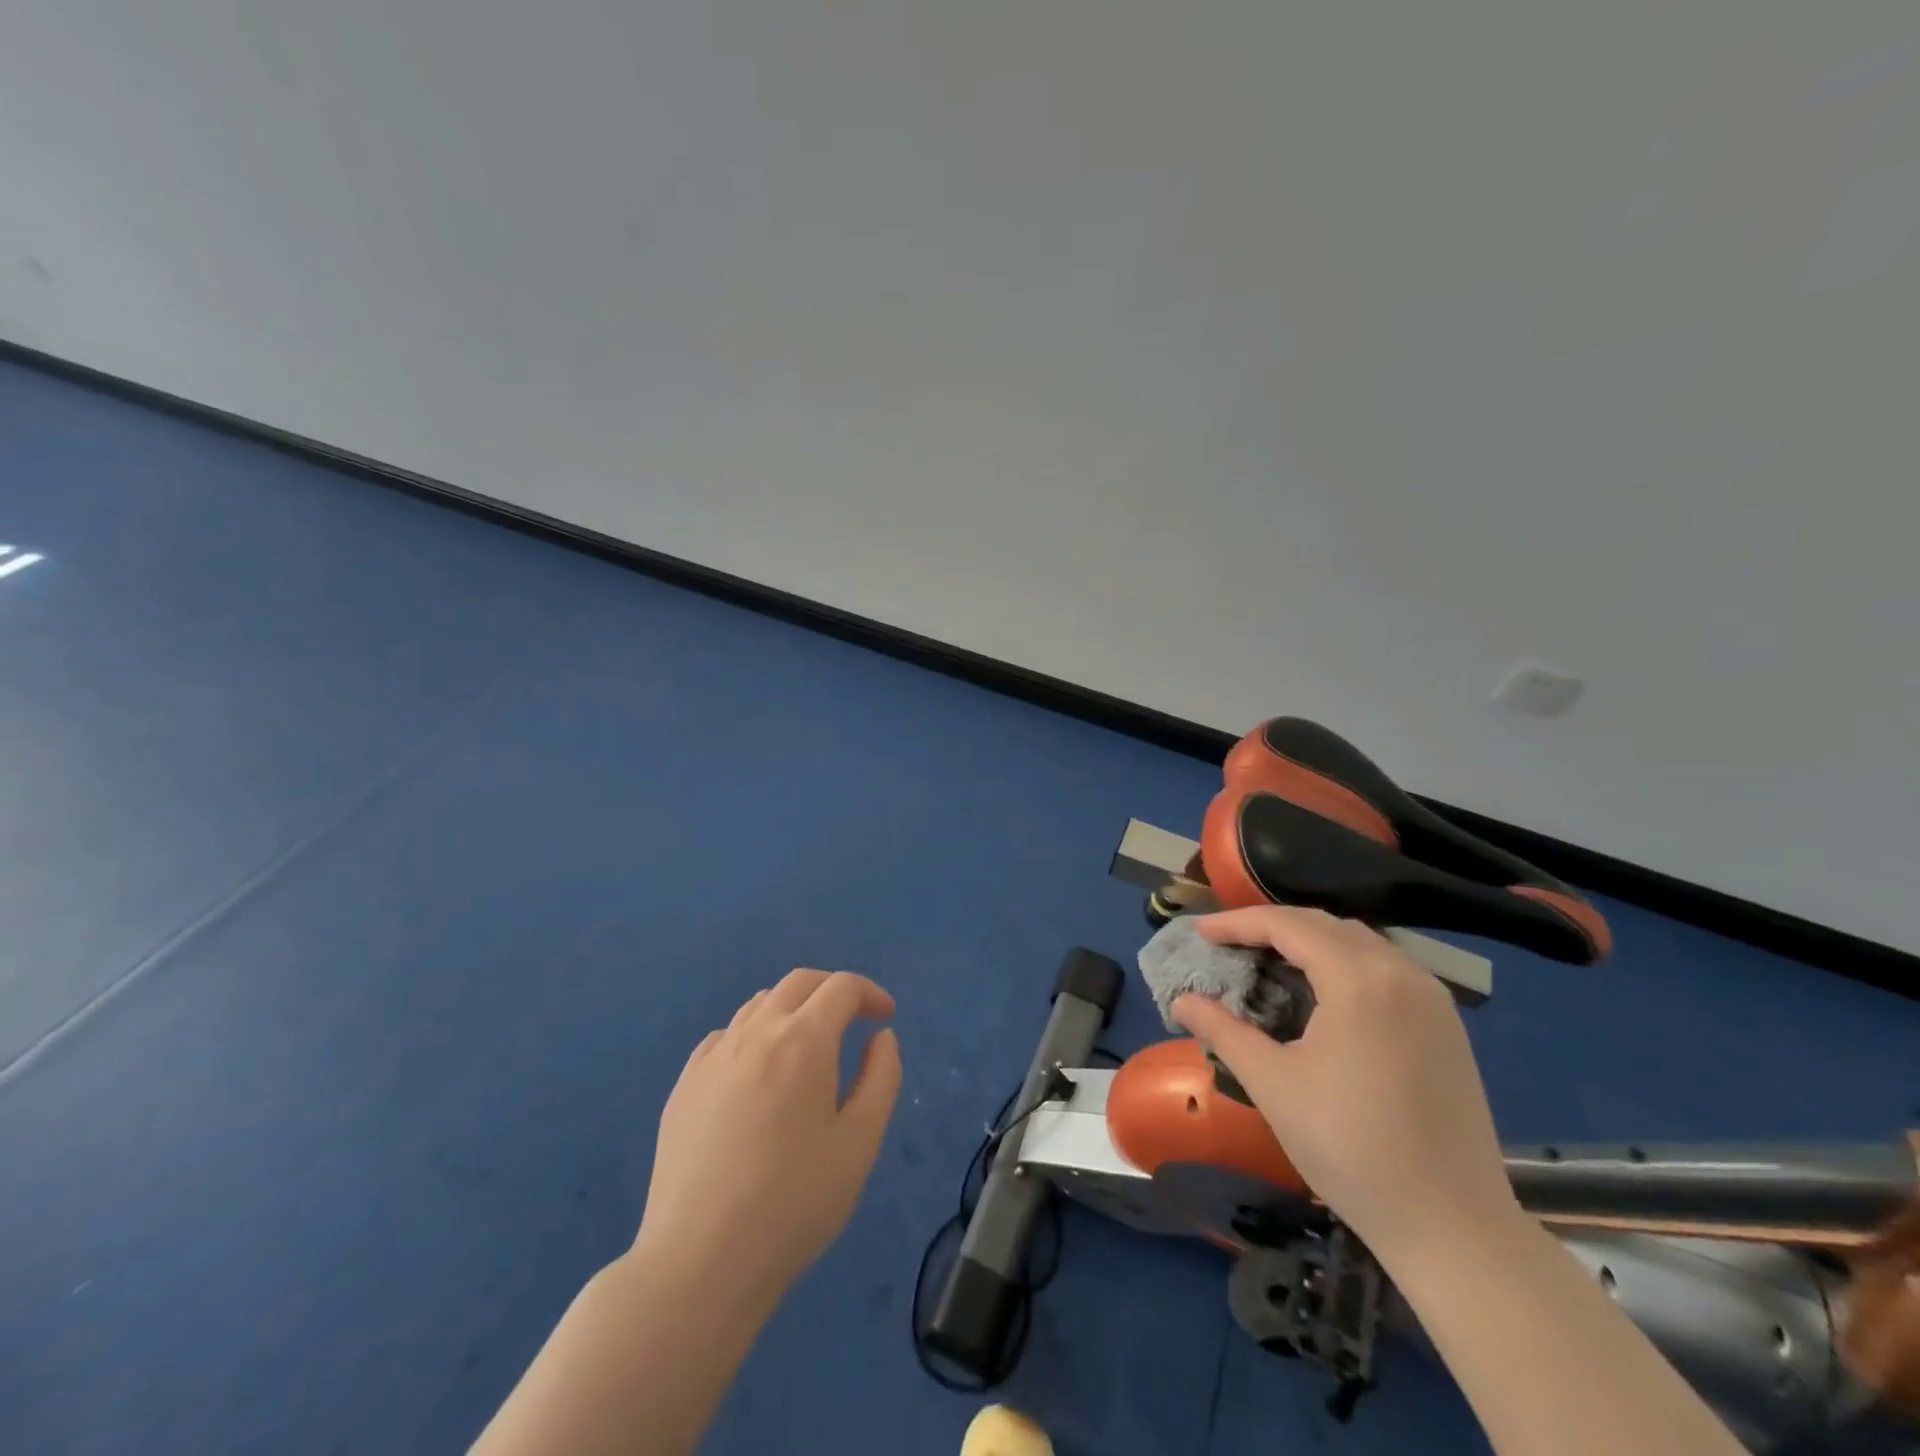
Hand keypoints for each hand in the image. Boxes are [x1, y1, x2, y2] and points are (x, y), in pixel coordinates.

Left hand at [634, 970, 902, 1306]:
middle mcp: (756, 1032)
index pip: (842, 988)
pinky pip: (726, 1036)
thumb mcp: (860, 1143)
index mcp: (803, 1040)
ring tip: (808, 1045)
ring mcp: (713, 1056)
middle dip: (833, 990)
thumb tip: (880, 1037)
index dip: (870, 993)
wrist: (699, 1262)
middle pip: (799, 982)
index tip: (885, 1018)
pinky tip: (758, 1073)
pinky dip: (754, 1035)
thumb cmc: (794, 1202)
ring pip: (760, 1004)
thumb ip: (881, 1078)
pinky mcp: (684, 1084)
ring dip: (793, 1009)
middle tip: (854, 1018)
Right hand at [1172, 908, 1518, 1264]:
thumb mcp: (1272, 1084)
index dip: (1238, 923)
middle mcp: (1401, 973)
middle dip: (1271, 926)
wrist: (1453, 1227)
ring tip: (1268, 962)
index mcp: (1359, 979)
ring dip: (1309, 942)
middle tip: (1228, 944)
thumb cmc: (1350, 1147)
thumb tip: (1181, 1002)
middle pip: (1325, 925)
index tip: (1200, 933)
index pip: (1287, 926)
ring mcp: (1432, 999)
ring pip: (1359, 943)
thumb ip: (1222, 1030)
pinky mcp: (1447, 1026)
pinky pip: (1386, 969)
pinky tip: (1322, 993)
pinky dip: (1343, 963)